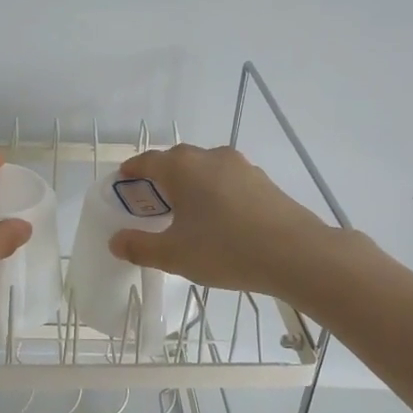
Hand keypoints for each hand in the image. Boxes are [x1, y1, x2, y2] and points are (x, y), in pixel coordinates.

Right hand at [108, 144, 344, 301]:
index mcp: (182, 167)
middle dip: (160, 179)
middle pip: (176, 162)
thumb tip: (116, 241)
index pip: (147, 161)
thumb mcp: (174, 255)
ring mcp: (241, 166)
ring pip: (205, 170)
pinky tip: (219, 220)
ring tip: (186, 213)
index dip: (131, 171)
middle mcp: (210, 157)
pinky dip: (215, 194)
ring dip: (190, 186)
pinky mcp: (263, 182)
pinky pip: (227, 181)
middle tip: (152, 204)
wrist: (296, 254)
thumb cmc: (225, 249)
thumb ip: (140, 247)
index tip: (123, 182)